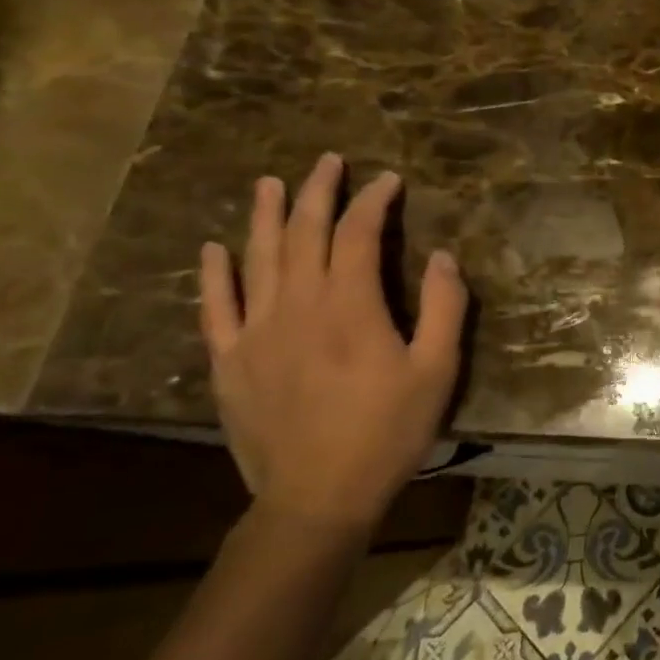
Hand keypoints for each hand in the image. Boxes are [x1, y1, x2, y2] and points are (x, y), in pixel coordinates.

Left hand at [198, 154, 468, 532]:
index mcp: (350, 306)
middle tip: (329, 161)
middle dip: (319, 192)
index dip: (374, 201)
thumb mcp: (438, 369)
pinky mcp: (230, 362)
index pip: (358, 234)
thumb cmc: (388, 431)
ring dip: (266, 216)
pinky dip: (214, 274)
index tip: (389, 180)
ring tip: (271, 183)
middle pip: (305, 234)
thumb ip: (446, 308)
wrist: (317, 497)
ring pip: (258, 259)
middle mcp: (297, 307)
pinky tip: (214, 248)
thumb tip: (443, 256)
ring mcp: (256, 333)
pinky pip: (216, 307)